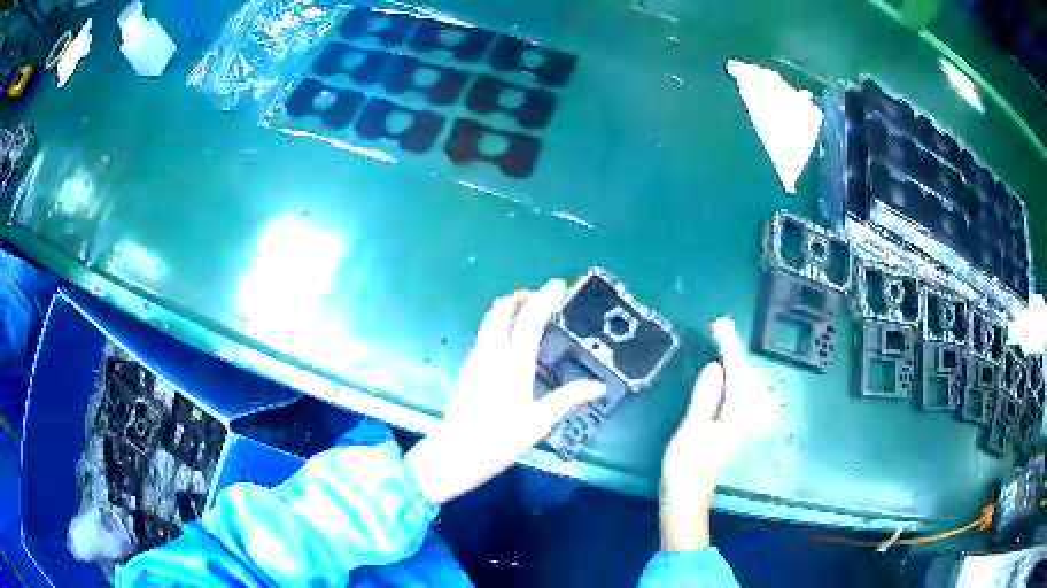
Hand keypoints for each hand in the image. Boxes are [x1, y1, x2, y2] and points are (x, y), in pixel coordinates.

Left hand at [406, 280, 606, 505]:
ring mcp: (476, 360)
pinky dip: (500, 327)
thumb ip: (568, 398)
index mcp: (513, 363)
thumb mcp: (540, 422)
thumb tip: (599, 386)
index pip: (529, 318)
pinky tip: (512, 346)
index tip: (559, 285)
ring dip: (508, 310)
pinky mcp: (468, 370)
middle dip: (521, 297)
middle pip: (501, 310)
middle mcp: (491, 353)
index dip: (544, 298)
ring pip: (489, 321)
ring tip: (530, 318)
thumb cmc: (500, 440)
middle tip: (542, 300)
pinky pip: (485, 336)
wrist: (455, 454)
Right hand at [659, 318, 747, 551]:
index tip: (720, 324)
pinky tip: (725, 375)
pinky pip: (736, 394)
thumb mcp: (693, 430)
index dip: (729, 348)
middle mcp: (744, 417)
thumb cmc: (687, 467)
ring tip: (724, 342)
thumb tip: (715, 367)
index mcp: (737, 415)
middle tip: (721, 327)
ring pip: (743, 385)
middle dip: (734, 351)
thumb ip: (705, 398)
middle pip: (745, 376)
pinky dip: (731, 378)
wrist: (686, 499)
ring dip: (734, 363)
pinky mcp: (730, 429)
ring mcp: (738, 424)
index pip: (736, 373)